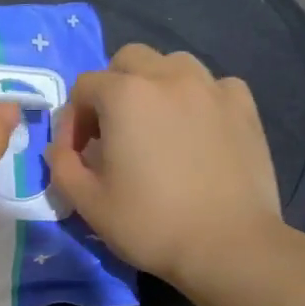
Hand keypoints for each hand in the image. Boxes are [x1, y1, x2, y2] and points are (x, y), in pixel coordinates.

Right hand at [44, 45, 281, 294]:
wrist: (228, 245)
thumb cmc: (150, 224)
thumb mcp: (88, 202)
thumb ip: (63, 166)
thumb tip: (60, 149)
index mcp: (125, 95)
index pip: (84, 86)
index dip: (73, 119)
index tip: (78, 153)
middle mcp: (168, 77)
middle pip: (128, 60)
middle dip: (112, 88)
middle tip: (114, 131)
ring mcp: (211, 88)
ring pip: (173, 64)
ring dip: (155, 85)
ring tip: (156, 124)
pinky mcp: (244, 106)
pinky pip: (213, 86)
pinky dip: (198, 99)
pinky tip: (198, 130)